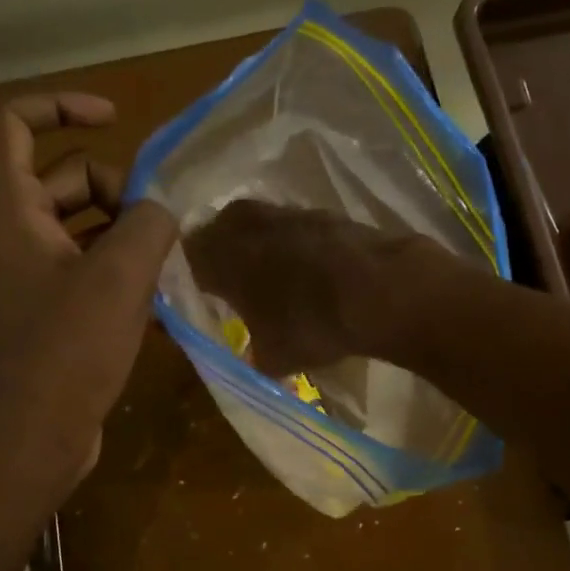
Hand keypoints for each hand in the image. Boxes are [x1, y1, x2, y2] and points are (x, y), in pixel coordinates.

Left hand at [0, 93, 176, 523]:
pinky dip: (123, 279)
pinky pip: (89, 276)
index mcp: (11, 212)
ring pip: (85, 232)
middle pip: (66, 180)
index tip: (115, 118)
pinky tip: (163, 307)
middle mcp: (14, 237)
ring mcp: (31, 280)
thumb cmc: (63, 355)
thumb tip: (161, 209)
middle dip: (119, 192)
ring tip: (173, 268)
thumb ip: (148, 225)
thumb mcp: (117, 280)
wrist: (27, 445)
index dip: (60, 105)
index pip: (13, 124)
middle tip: (161, 228)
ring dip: (130, 239)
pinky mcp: (50, 317)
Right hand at [181, 200, 424, 376]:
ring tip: (269, 276)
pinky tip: (308, 269)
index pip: (186, 259)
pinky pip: (293, 227)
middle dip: (219, 254)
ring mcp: (287, 213)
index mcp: (220, 256)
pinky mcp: (324, 213)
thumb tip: (251, 355)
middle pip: (217, 231)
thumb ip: (251, 352)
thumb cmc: (313, 325)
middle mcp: (246, 225)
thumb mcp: (272, 357)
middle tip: (228, 281)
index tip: (197, 296)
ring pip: (256, 224)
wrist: (383, 290)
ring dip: (257, 245)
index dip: (189, 278)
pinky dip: (292, 244)